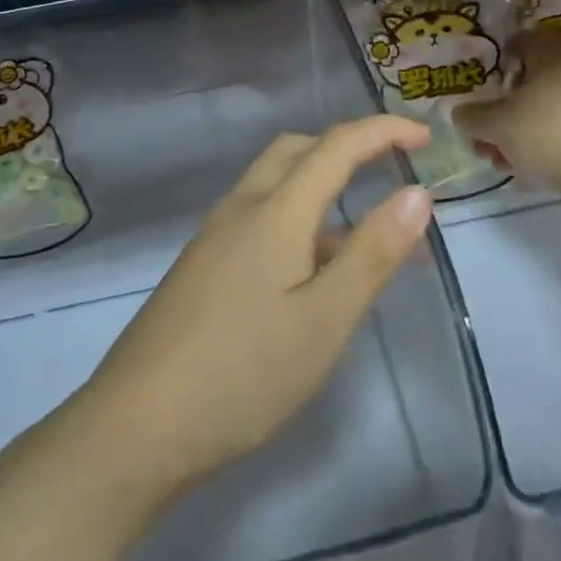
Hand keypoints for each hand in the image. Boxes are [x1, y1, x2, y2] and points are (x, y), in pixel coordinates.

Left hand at [85, 115, 434, 501]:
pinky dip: (296, 217)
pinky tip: (309, 270)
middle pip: (296, 149)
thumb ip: (372, 253)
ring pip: (273, 183)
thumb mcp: (325, 319)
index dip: (384, 131)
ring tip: (360, 231)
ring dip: (319, 183)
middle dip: (346, 146)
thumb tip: (417, 193)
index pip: (337, 145)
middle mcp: (241, 209)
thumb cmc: (243, 374)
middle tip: (388, 169)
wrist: (135, 428)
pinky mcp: (201, 266)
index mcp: (275, 211)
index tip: (425, 137)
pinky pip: (258, 216)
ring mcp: (214, 237)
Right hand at [454, 28, 560, 199]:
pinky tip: (531, 170)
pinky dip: (546, 146)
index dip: (503, 54)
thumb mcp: (497, 125)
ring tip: (503, 161)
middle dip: (506, 108)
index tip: (486, 77)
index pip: (525, 39)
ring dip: (522, 132)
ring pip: (548, 111)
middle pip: (534, 82)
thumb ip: (474, 117)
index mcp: (551, 54)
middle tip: (487, 132)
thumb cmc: (549, 131)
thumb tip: (460, 113)